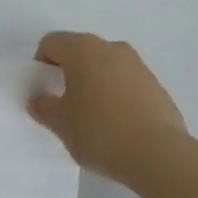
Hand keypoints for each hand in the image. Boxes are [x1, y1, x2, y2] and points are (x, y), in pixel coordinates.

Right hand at [28, 32, 187, 182]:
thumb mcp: (62, 125)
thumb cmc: (101, 132)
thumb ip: (45, 108)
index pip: (52, 42)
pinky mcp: (156, 83)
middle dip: (69, 71)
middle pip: (80, 50)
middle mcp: (110, 47)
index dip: (41, 63)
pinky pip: (126, 80)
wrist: (159, 154)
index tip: (44, 90)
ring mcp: (137, 64)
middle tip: (65, 103)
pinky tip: (118, 123)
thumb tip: (38, 99)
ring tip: (93, 116)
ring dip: (94, 81)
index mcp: (83, 49)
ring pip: (105, 64)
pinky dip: (117, 92)